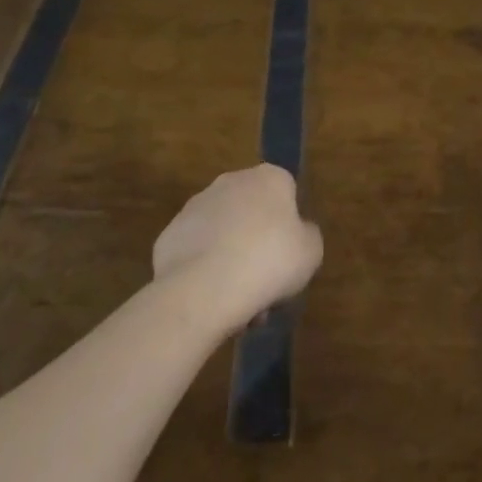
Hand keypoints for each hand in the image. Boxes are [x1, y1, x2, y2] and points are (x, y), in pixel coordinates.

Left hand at [153, 164, 322, 336]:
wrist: (203, 289)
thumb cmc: (269, 261)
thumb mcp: (311, 252)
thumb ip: (307, 236)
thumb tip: (297, 234)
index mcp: (269, 178)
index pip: (286, 193)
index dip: (290, 226)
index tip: (289, 256)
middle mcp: (231, 181)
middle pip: (252, 213)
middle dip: (258, 245)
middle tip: (266, 284)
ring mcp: (195, 206)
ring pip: (223, 235)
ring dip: (231, 261)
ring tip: (238, 304)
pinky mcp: (169, 235)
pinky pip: (196, 253)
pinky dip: (204, 272)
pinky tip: (211, 300)